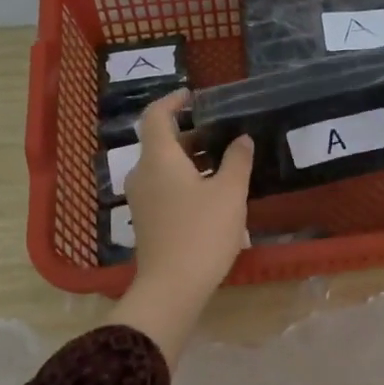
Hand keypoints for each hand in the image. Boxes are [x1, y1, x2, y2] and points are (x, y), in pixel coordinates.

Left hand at [108, 90, 252, 363]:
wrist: (172, 288)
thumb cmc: (201, 233)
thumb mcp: (229, 193)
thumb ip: (237, 161)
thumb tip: (242, 139)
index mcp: (159, 158)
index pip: (156, 115)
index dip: (173, 101)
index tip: (194, 96)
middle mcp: (143, 173)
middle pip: (162, 141)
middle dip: (192, 134)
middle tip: (223, 132)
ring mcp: (142, 199)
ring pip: (164, 166)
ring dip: (191, 159)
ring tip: (225, 162)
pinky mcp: (147, 220)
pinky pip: (164, 186)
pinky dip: (185, 179)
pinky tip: (212, 192)